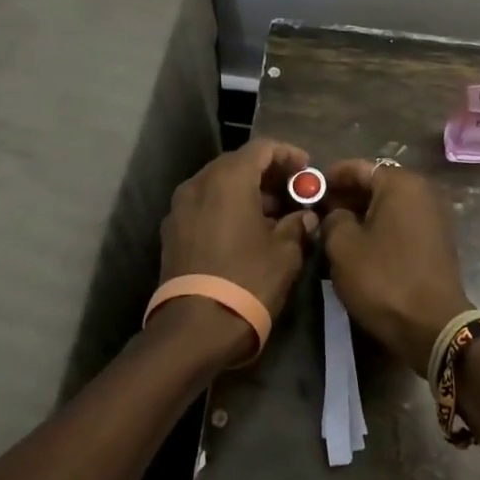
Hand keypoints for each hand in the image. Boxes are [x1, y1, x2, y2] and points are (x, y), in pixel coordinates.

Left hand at [157, 139, 317, 362]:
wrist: (194, 330)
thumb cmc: (247, 280)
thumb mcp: (285, 252)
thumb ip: (297, 225)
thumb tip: (305, 217)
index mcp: (228, 178)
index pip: (262, 148)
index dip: (288, 155)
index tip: (308, 170)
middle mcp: (199, 184)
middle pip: (237, 164)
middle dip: (268, 174)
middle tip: (294, 191)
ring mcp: (180, 209)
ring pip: (219, 186)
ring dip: (248, 193)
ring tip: (275, 215)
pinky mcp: (172, 233)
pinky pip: (205, 206)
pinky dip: (228, 208)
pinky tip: (248, 232)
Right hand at [320, 160, 473, 376]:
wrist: (433, 326)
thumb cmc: (384, 279)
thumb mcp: (343, 248)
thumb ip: (333, 220)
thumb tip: (336, 214)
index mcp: (401, 184)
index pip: (359, 167)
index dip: (332, 176)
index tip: (310, 188)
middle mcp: (423, 191)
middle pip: (377, 184)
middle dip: (347, 196)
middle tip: (319, 211)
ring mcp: (434, 216)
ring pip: (389, 205)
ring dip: (363, 214)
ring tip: (334, 231)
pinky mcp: (438, 240)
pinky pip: (402, 223)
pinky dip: (381, 228)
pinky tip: (360, 246)